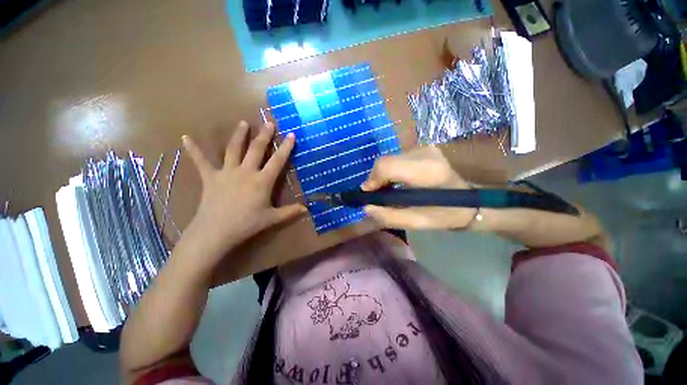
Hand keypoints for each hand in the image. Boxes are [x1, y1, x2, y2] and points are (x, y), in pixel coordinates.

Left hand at [181, 121, 305, 261]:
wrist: (216, 232)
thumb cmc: (246, 224)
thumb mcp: (272, 218)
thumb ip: (290, 212)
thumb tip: (306, 209)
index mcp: (262, 181)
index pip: (277, 161)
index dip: (285, 147)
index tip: (291, 135)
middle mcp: (245, 172)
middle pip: (256, 149)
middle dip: (264, 135)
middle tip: (268, 122)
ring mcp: (226, 172)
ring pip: (233, 149)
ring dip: (239, 135)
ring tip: (243, 123)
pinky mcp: (210, 177)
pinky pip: (201, 161)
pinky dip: (193, 150)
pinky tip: (185, 138)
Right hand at [361, 146, 476, 229]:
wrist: (472, 201)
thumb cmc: (447, 214)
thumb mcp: (418, 222)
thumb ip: (389, 216)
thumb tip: (366, 207)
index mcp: (426, 171)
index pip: (387, 166)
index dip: (373, 179)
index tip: (369, 195)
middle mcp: (425, 153)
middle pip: (386, 161)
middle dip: (376, 178)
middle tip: (377, 194)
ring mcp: (425, 148)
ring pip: (390, 158)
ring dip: (383, 174)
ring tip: (386, 190)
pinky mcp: (424, 148)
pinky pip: (398, 158)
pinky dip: (392, 170)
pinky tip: (396, 182)